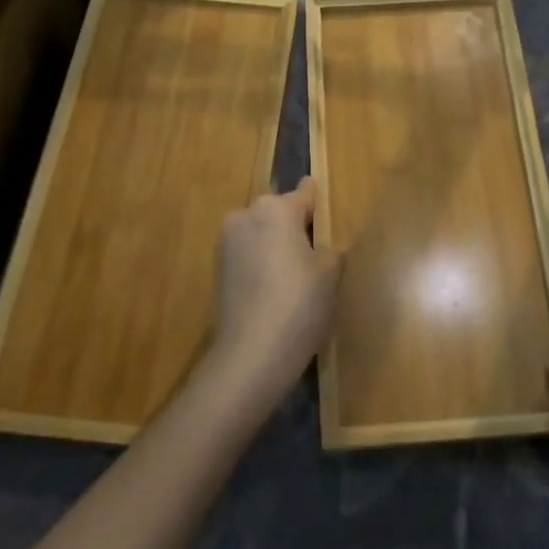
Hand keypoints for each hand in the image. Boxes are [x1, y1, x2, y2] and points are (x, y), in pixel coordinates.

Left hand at [207, 178, 343, 412]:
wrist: (250, 355)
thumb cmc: (299, 304)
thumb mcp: (331, 273)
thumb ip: (330, 249)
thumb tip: (322, 248)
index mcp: (276, 208)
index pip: (305, 194)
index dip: (320, 205)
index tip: (329, 214)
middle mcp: (246, 215)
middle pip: (280, 212)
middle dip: (296, 226)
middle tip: (318, 253)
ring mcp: (227, 243)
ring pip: (262, 234)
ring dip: (277, 245)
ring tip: (298, 276)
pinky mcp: (218, 269)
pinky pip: (249, 255)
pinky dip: (263, 264)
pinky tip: (277, 290)